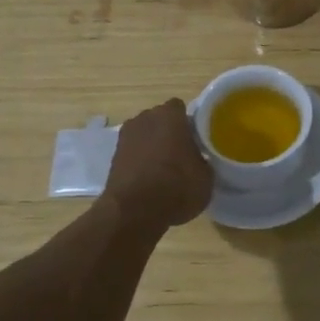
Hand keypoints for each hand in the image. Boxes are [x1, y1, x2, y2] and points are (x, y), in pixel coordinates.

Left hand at [104, 99, 212, 228]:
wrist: (133, 212)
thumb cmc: (177, 186)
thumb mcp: (206, 177)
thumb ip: (203, 160)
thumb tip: (199, 160)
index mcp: (170, 115)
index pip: (181, 108)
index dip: (189, 123)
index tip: (197, 138)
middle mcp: (145, 118)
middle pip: (161, 120)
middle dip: (170, 132)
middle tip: (184, 153)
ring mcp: (125, 137)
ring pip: (145, 136)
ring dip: (153, 147)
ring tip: (166, 169)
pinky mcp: (113, 157)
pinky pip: (134, 153)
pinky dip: (141, 162)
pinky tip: (150, 180)